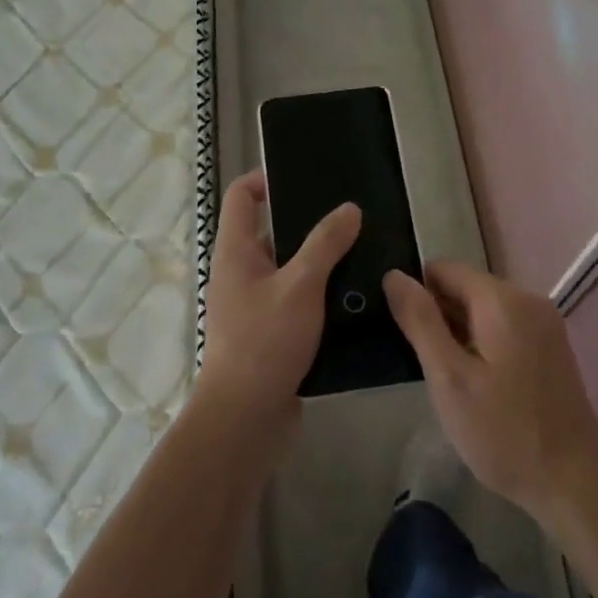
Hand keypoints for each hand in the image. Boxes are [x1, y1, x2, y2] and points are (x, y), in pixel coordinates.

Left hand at [194, 171, 360, 425]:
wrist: (245, 419)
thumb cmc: (264, 342)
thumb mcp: (300, 286)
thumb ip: (325, 245)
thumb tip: (349, 208)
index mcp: (235, 251)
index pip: (242, 196)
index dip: (266, 178)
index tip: (306, 177)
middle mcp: (241, 272)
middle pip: (271, 231)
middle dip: (308, 222)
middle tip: (352, 216)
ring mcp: (255, 304)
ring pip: (290, 268)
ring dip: (320, 261)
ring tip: (363, 251)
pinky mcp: (272, 332)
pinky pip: (298, 300)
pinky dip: (321, 294)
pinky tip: (355, 295)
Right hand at [384, 261, 597, 526]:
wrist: (573, 486)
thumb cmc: (503, 433)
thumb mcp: (449, 378)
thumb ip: (420, 321)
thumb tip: (393, 274)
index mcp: (503, 299)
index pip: (443, 269)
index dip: (417, 295)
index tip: (405, 334)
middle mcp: (528, 298)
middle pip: (466, 287)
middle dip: (439, 316)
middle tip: (425, 364)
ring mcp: (544, 323)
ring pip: (483, 310)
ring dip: (459, 333)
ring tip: (448, 378)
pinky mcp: (551, 347)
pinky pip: (504, 327)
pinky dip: (483, 344)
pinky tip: (477, 384)